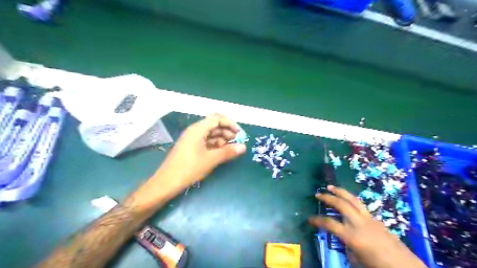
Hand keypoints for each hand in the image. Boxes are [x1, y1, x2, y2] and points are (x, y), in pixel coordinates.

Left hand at [156, 114, 244, 188]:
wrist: (167, 183)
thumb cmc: (189, 168)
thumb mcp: (211, 160)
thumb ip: (228, 152)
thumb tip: (243, 147)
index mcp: (198, 129)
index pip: (217, 119)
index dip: (231, 124)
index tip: (240, 134)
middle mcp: (195, 131)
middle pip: (215, 125)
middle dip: (228, 132)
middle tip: (238, 143)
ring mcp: (192, 139)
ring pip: (211, 134)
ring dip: (223, 139)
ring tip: (231, 149)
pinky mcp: (191, 147)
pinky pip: (206, 141)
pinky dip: (216, 145)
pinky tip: (222, 152)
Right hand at [310, 186, 428, 267]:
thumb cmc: (378, 266)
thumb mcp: (357, 260)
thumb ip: (346, 246)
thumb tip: (341, 238)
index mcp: (352, 236)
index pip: (329, 224)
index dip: (317, 220)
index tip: (309, 219)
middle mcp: (359, 223)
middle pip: (341, 204)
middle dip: (328, 197)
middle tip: (318, 194)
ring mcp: (369, 219)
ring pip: (352, 199)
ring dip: (340, 191)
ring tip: (331, 186)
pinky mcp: (376, 219)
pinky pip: (360, 205)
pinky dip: (351, 200)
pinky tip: (348, 201)